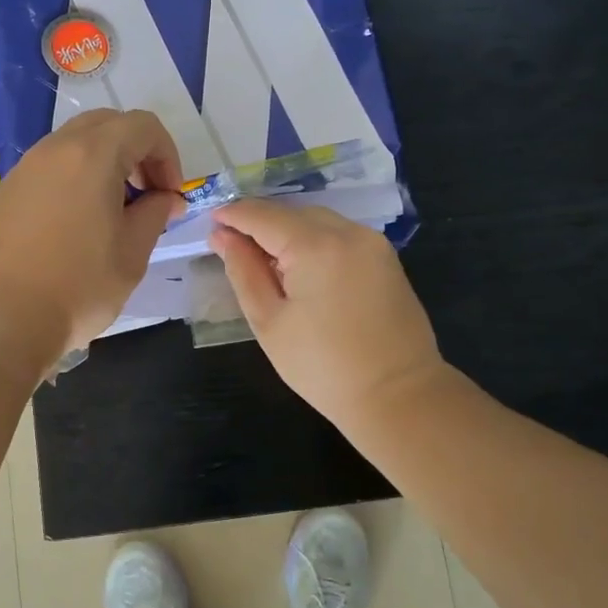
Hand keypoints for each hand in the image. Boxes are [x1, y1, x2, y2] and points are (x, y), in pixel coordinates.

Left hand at [0, 109, 183, 374]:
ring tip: (112, 211)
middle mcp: (55, 149)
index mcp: (93, 155)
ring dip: (104, 164)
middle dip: (136, 152)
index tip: (169, 196)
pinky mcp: (5, 191)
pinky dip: (74, 179)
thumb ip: (155, 213)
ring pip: (74, 144)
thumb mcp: (132, 253)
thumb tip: (165, 198)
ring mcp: (24, 168)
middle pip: (107, 125)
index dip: (167, 155)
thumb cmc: (78, 287)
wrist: (1, 320)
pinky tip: (75, 225)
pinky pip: (49, 168)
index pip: (144, 126)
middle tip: (145, 195)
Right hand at [210, 199, 444, 432]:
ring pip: (317, 220)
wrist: (397, 395)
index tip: (210, 222)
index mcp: (316, 246)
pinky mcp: (385, 257)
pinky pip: (339, 234)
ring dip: (287, 230)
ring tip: (265, 260)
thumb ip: (243, 271)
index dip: (233, 215)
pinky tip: (301, 268)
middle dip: (259, 222)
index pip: (263, 215)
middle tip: (232, 246)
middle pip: (291, 212)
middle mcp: (347, 232)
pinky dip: (313, 240)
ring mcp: (372, 242)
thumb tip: (223, 236)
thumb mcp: (269, 321)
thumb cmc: (322, 367)